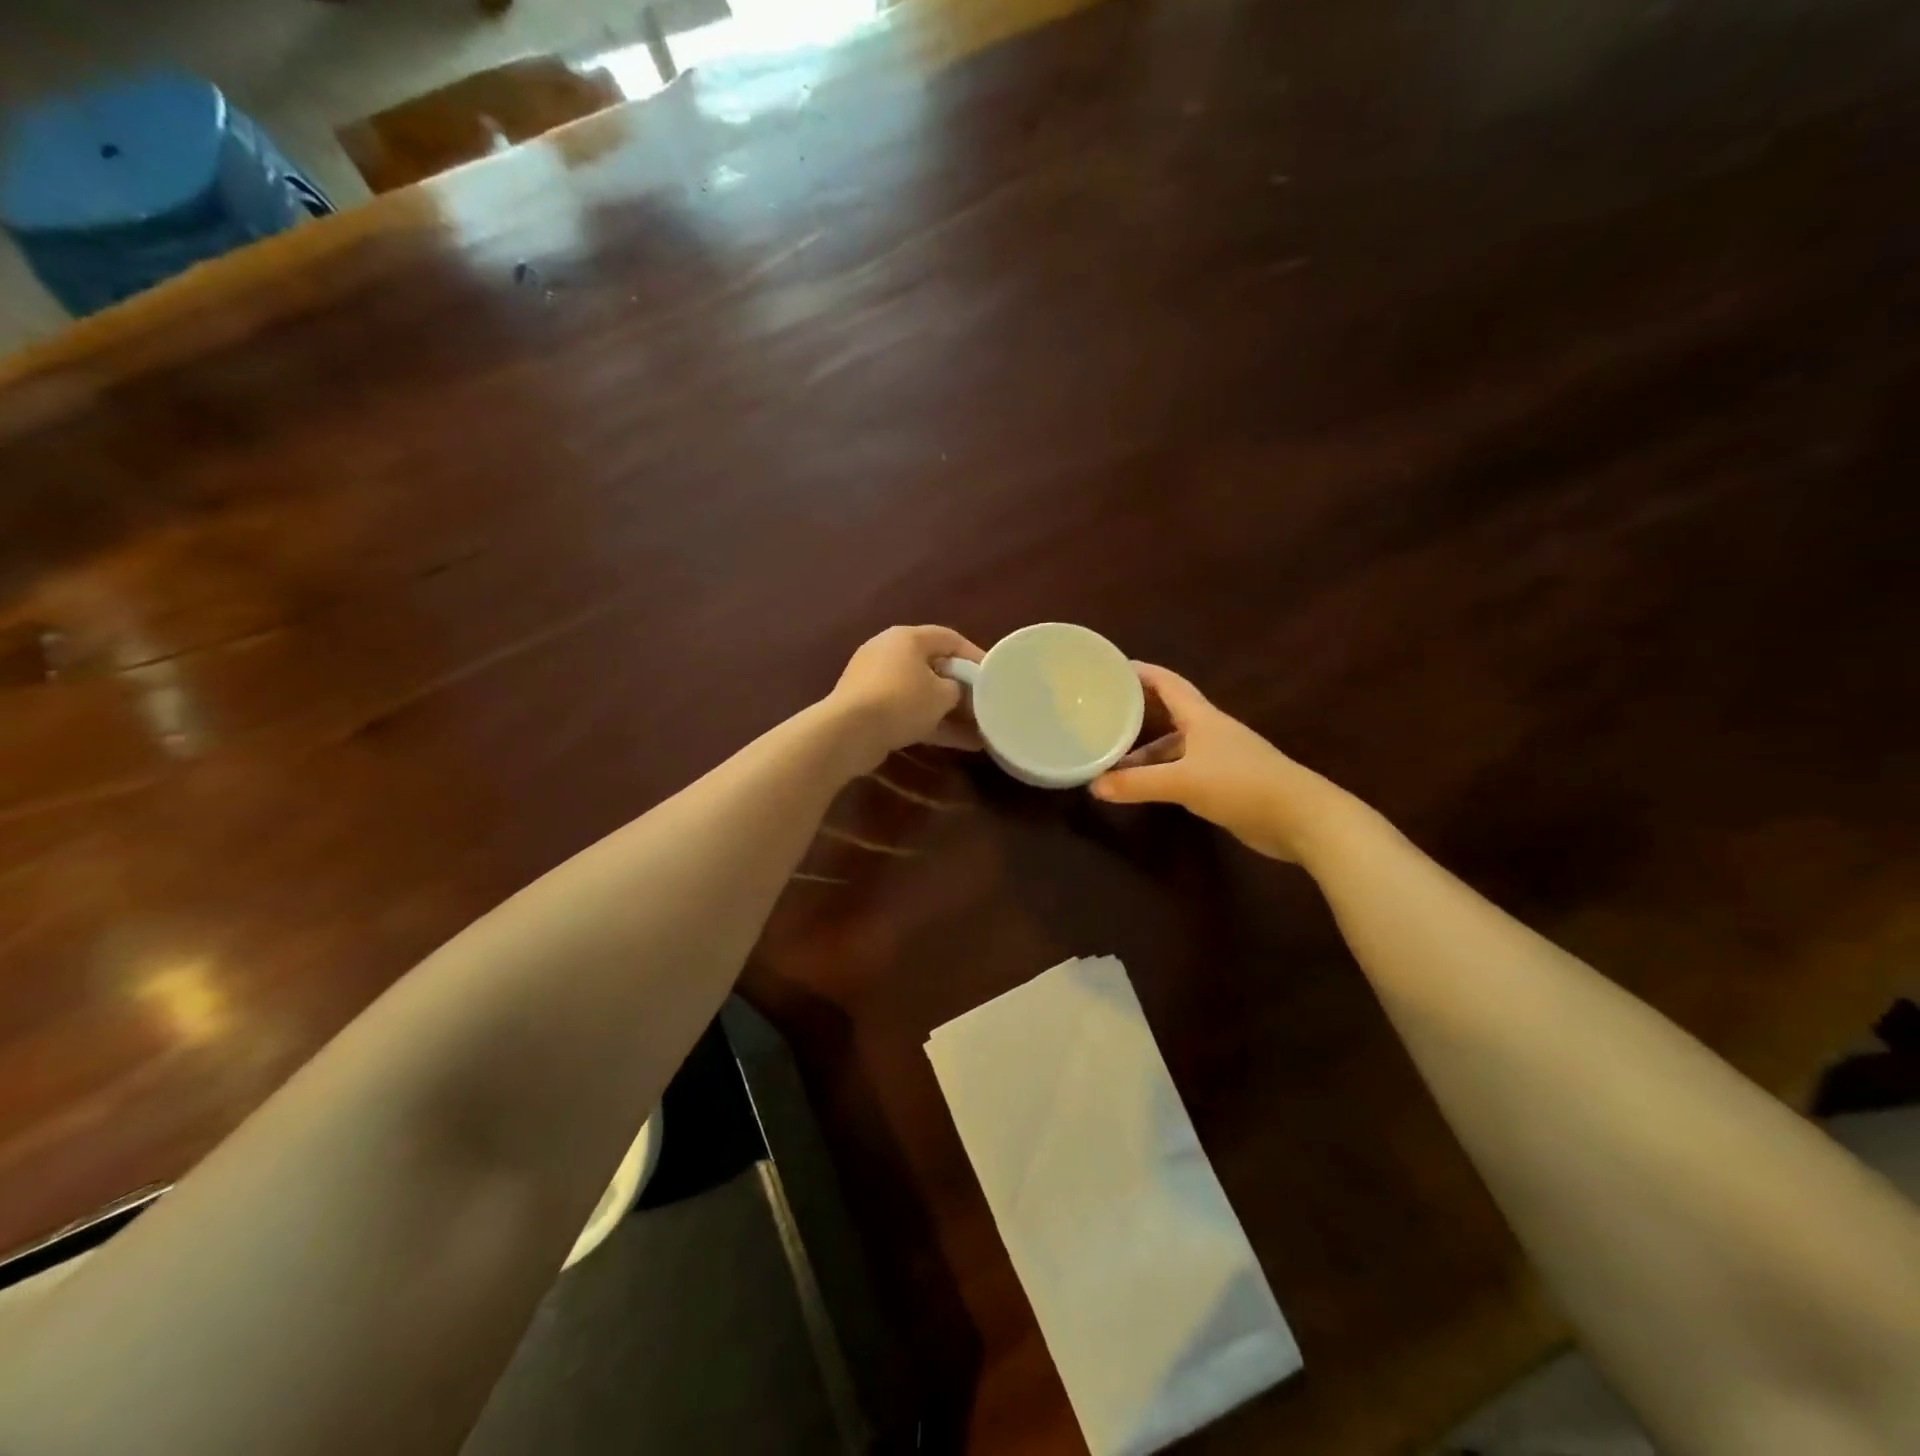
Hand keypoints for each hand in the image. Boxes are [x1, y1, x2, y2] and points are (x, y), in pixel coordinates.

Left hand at [826, 625, 985, 769]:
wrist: (849, 731)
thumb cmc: (902, 700)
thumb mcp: (942, 694)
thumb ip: (957, 689)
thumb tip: (955, 692)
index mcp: (907, 638)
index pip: (949, 638)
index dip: (975, 655)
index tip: (994, 675)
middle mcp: (889, 652)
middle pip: (934, 666)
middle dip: (961, 688)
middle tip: (984, 704)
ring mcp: (876, 681)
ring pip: (922, 693)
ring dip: (950, 712)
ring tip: (979, 731)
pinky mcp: (869, 707)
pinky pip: (908, 711)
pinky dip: (931, 724)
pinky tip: (960, 743)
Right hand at [1090, 662, 1340, 861]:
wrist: (1301, 818)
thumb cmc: (1241, 785)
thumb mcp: (1183, 782)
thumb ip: (1137, 784)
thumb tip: (1093, 786)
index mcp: (1202, 718)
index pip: (1167, 683)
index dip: (1141, 672)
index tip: (1111, 667)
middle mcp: (1209, 732)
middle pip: (1167, 714)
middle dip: (1137, 713)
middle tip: (1102, 714)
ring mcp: (1219, 758)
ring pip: (1173, 747)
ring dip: (1145, 753)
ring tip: (1111, 762)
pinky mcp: (1224, 784)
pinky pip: (1182, 771)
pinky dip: (1160, 775)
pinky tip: (1142, 787)